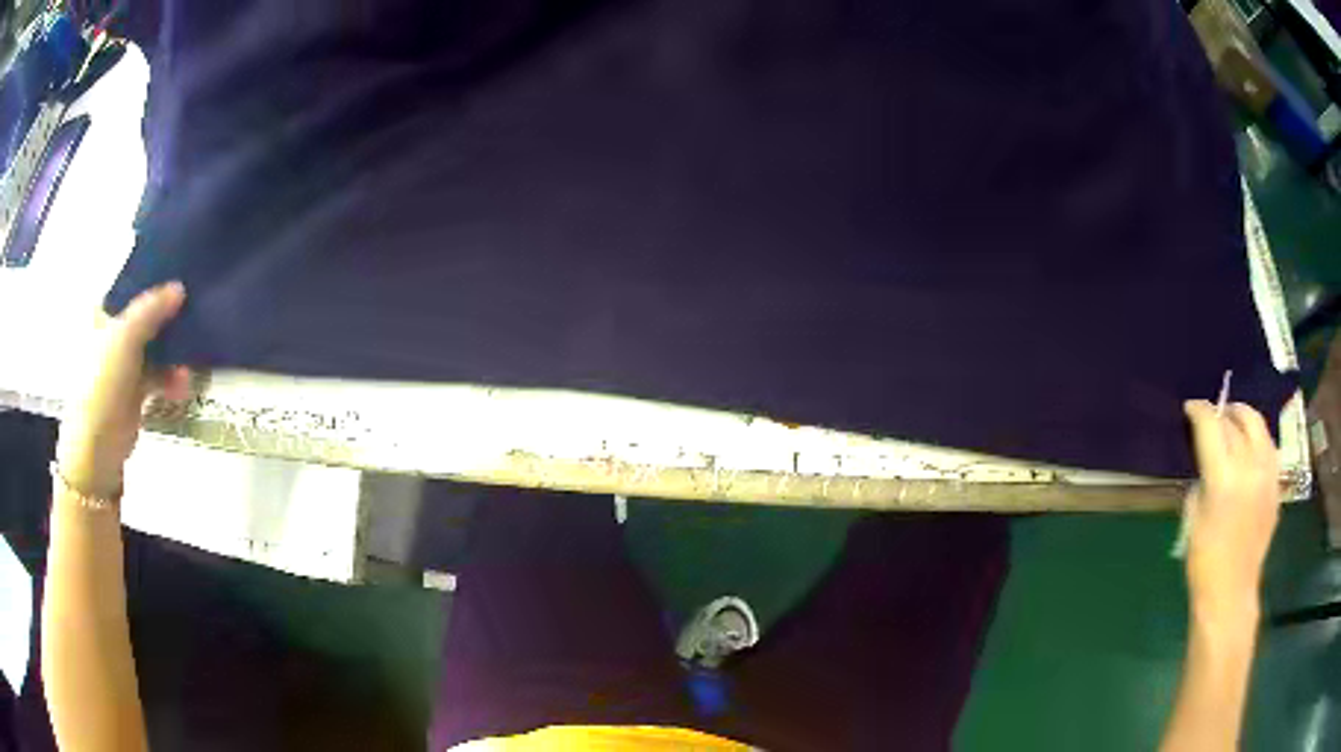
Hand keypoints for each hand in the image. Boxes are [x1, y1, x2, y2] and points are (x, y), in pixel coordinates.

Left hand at [55, 282, 190, 499]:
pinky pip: (158, 376)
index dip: (152, 280)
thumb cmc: (103, 381)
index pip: (130, 288)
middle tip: (193, 305)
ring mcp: (124, 365)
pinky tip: (184, 382)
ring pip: (154, 346)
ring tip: (193, 352)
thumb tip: (180, 287)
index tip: (177, 273)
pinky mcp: (135, 392)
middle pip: (145, 316)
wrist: (98, 445)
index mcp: (103, 315)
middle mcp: (113, 335)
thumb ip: (151, 309)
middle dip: (168, 314)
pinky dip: (171, 378)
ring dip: (173, 350)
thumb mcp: (125, 336)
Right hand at [1183, 400, 1281, 625]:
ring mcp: (1267, 475)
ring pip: (1258, 425)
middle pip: (1236, 421)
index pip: (1212, 426)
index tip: (1191, 408)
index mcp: (1222, 479)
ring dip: (1243, 417)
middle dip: (1221, 414)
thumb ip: (1202, 480)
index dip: (1200, 411)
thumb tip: (1206, 459)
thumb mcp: (1193, 517)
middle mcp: (1249, 468)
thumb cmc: (1203, 561)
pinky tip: (1251, 445)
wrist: (1231, 592)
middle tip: (1211, 418)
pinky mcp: (1276, 485)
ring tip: (1234, 420)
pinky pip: (1269, 446)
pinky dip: (1258, 437)